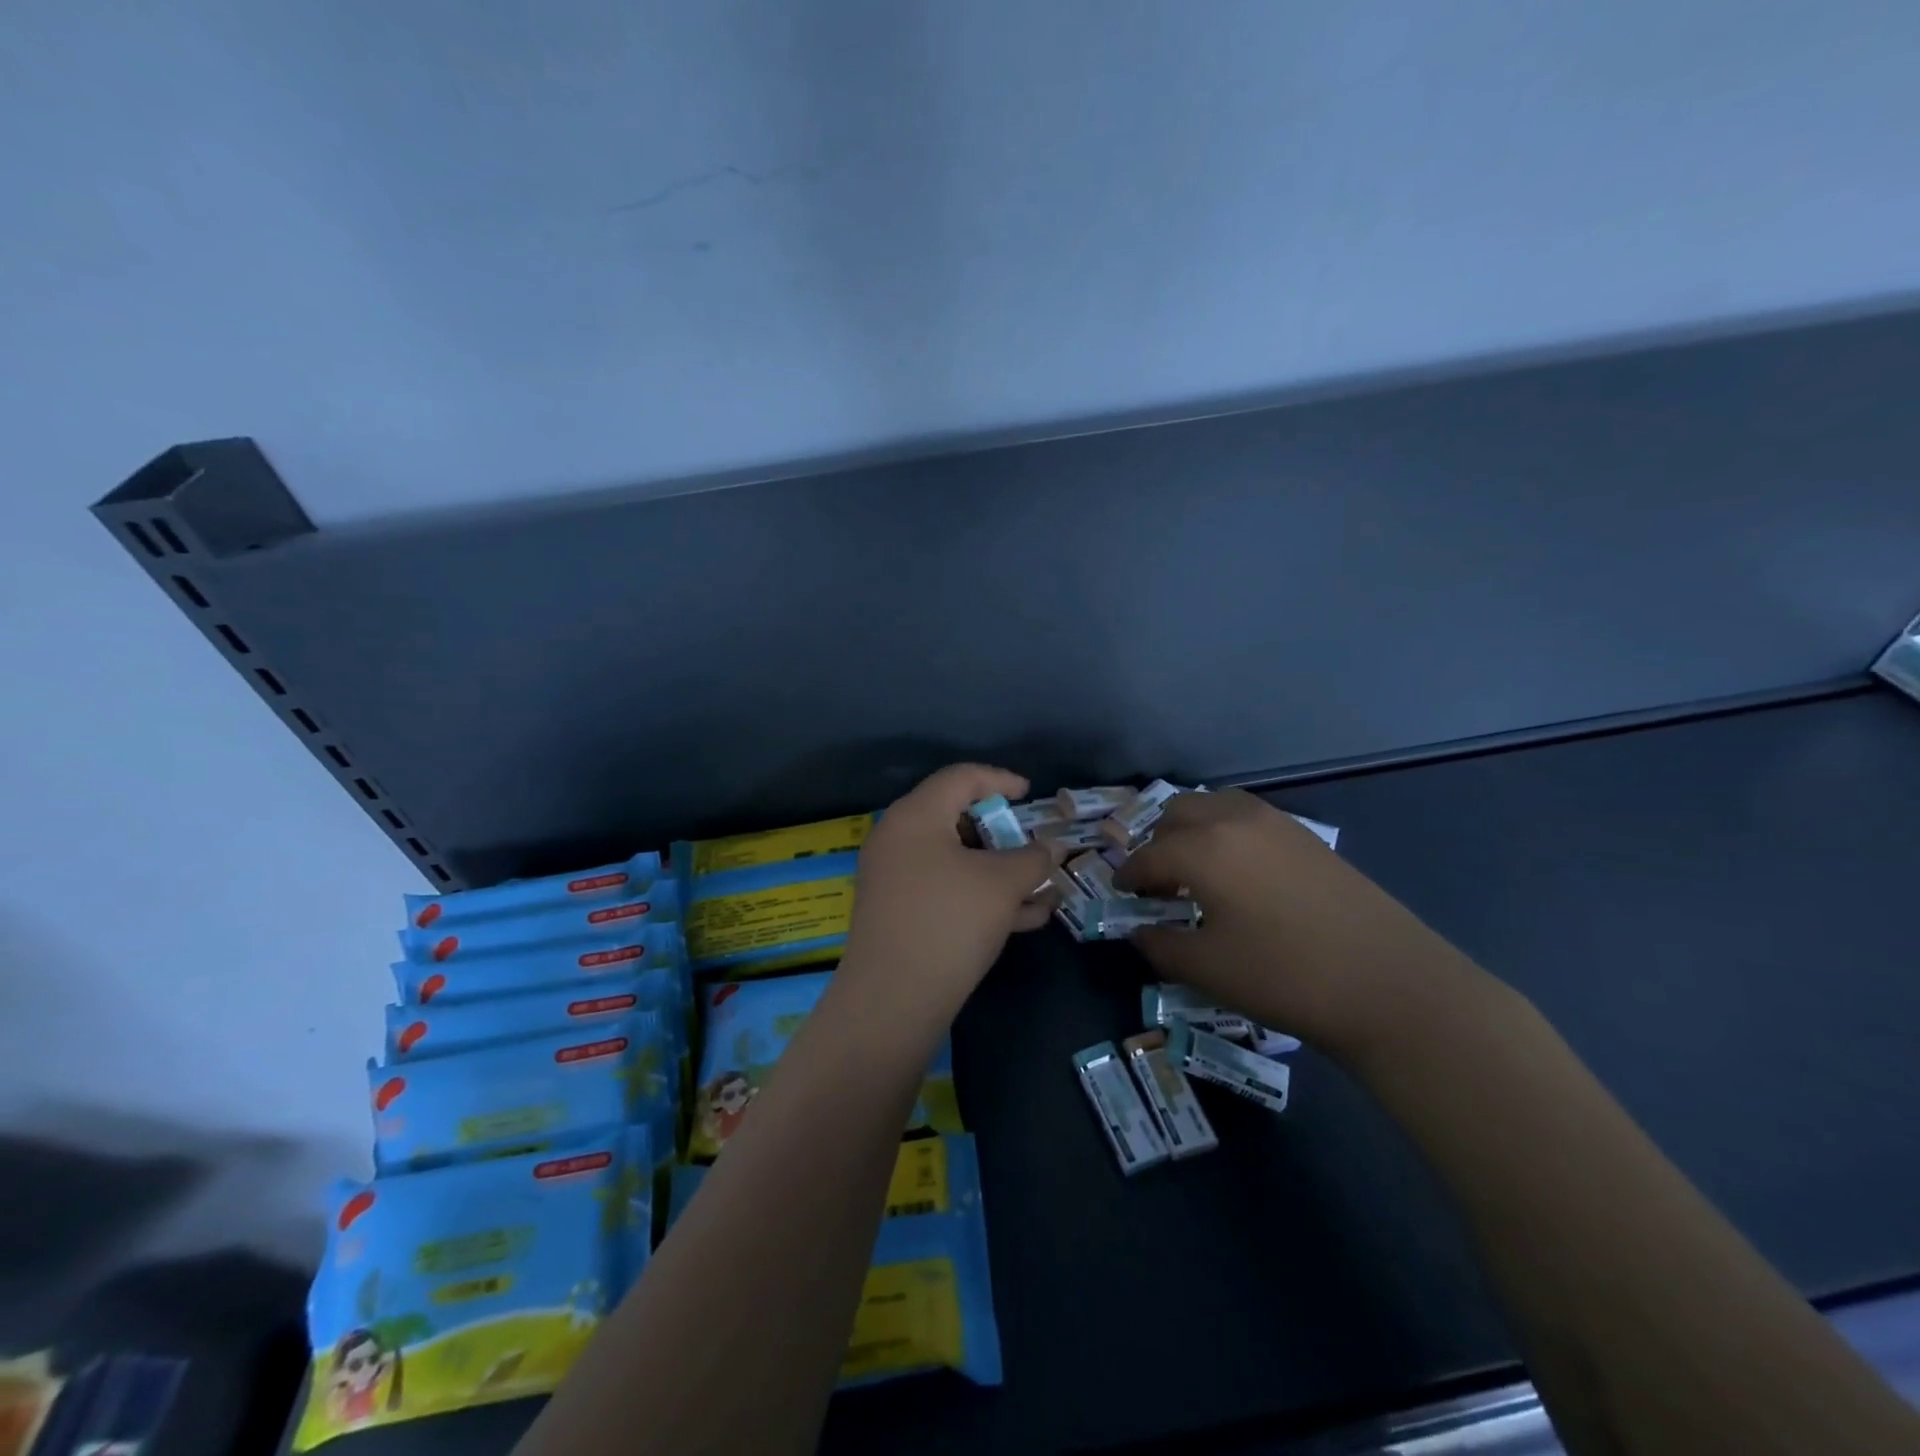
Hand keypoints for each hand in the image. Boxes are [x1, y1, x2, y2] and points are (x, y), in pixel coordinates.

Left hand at [838, 764, 1056, 1029]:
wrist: (892, 1000)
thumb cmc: (950, 921)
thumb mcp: (1002, 884)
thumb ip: (1033, 858)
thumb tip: (1051, 848)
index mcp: (916, 815)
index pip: (961, 777)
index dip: (1000, 780)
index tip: (1030, 795)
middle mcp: (898, 838)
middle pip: (957, 819)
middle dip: (1004, 835)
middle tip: (1034, 846)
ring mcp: (894, 878)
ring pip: (956, 860)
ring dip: (1000, 872)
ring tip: (1044, 889)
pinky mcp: (898, 912)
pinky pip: (945, 889)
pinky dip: (981, 895)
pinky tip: (1025, 918)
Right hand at [1114, 789, 1482, 1057]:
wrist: (1389, 983)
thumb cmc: (1284, 976)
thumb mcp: (1207, 969)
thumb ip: (1159, 945)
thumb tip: (1139, 931)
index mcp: (1202, 848)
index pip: (1147, 855)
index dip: (1128, 876)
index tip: (1121, 894)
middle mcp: (1232, 820)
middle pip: (1176, 814)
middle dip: (1157, 844)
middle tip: (1158, 884)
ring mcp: (1274, 822)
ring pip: (1213, 806)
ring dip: (1192, 830)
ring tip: (1196, 872)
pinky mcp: (1305, 835)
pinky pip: (1245, 816)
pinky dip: (1225, 831)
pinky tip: (1238, 872)